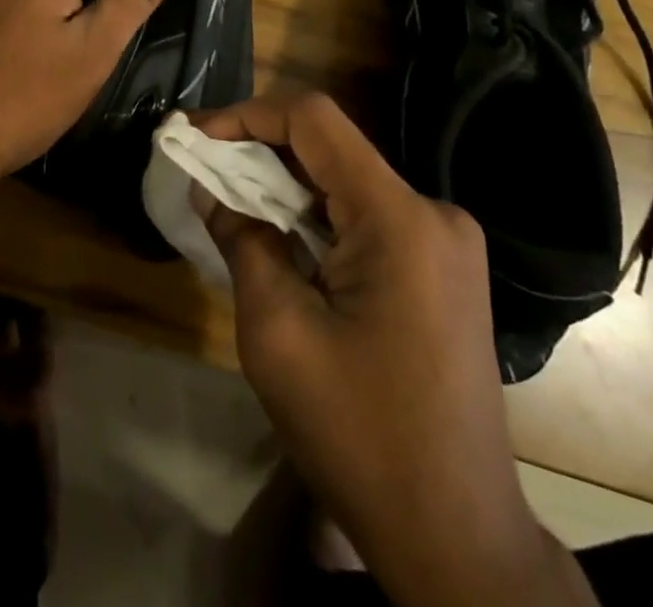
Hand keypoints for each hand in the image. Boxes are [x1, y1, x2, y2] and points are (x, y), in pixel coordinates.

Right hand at [192, 93, 593, 606]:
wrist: (456, 537)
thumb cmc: (360, 435)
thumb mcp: (278, 333)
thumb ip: (242, 240)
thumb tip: (211, 188)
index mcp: (400, 218)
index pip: (315, 120)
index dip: (248, 114)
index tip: (197, 135)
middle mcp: (432, 212)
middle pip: (332, 149)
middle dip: (260, 151)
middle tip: (202, 168)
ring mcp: (446, 241)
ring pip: (347, 181)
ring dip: (286, 186)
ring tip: (230, 200)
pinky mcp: (443, 268)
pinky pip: (368, 215)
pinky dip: (317, 216)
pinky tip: (281, 237)